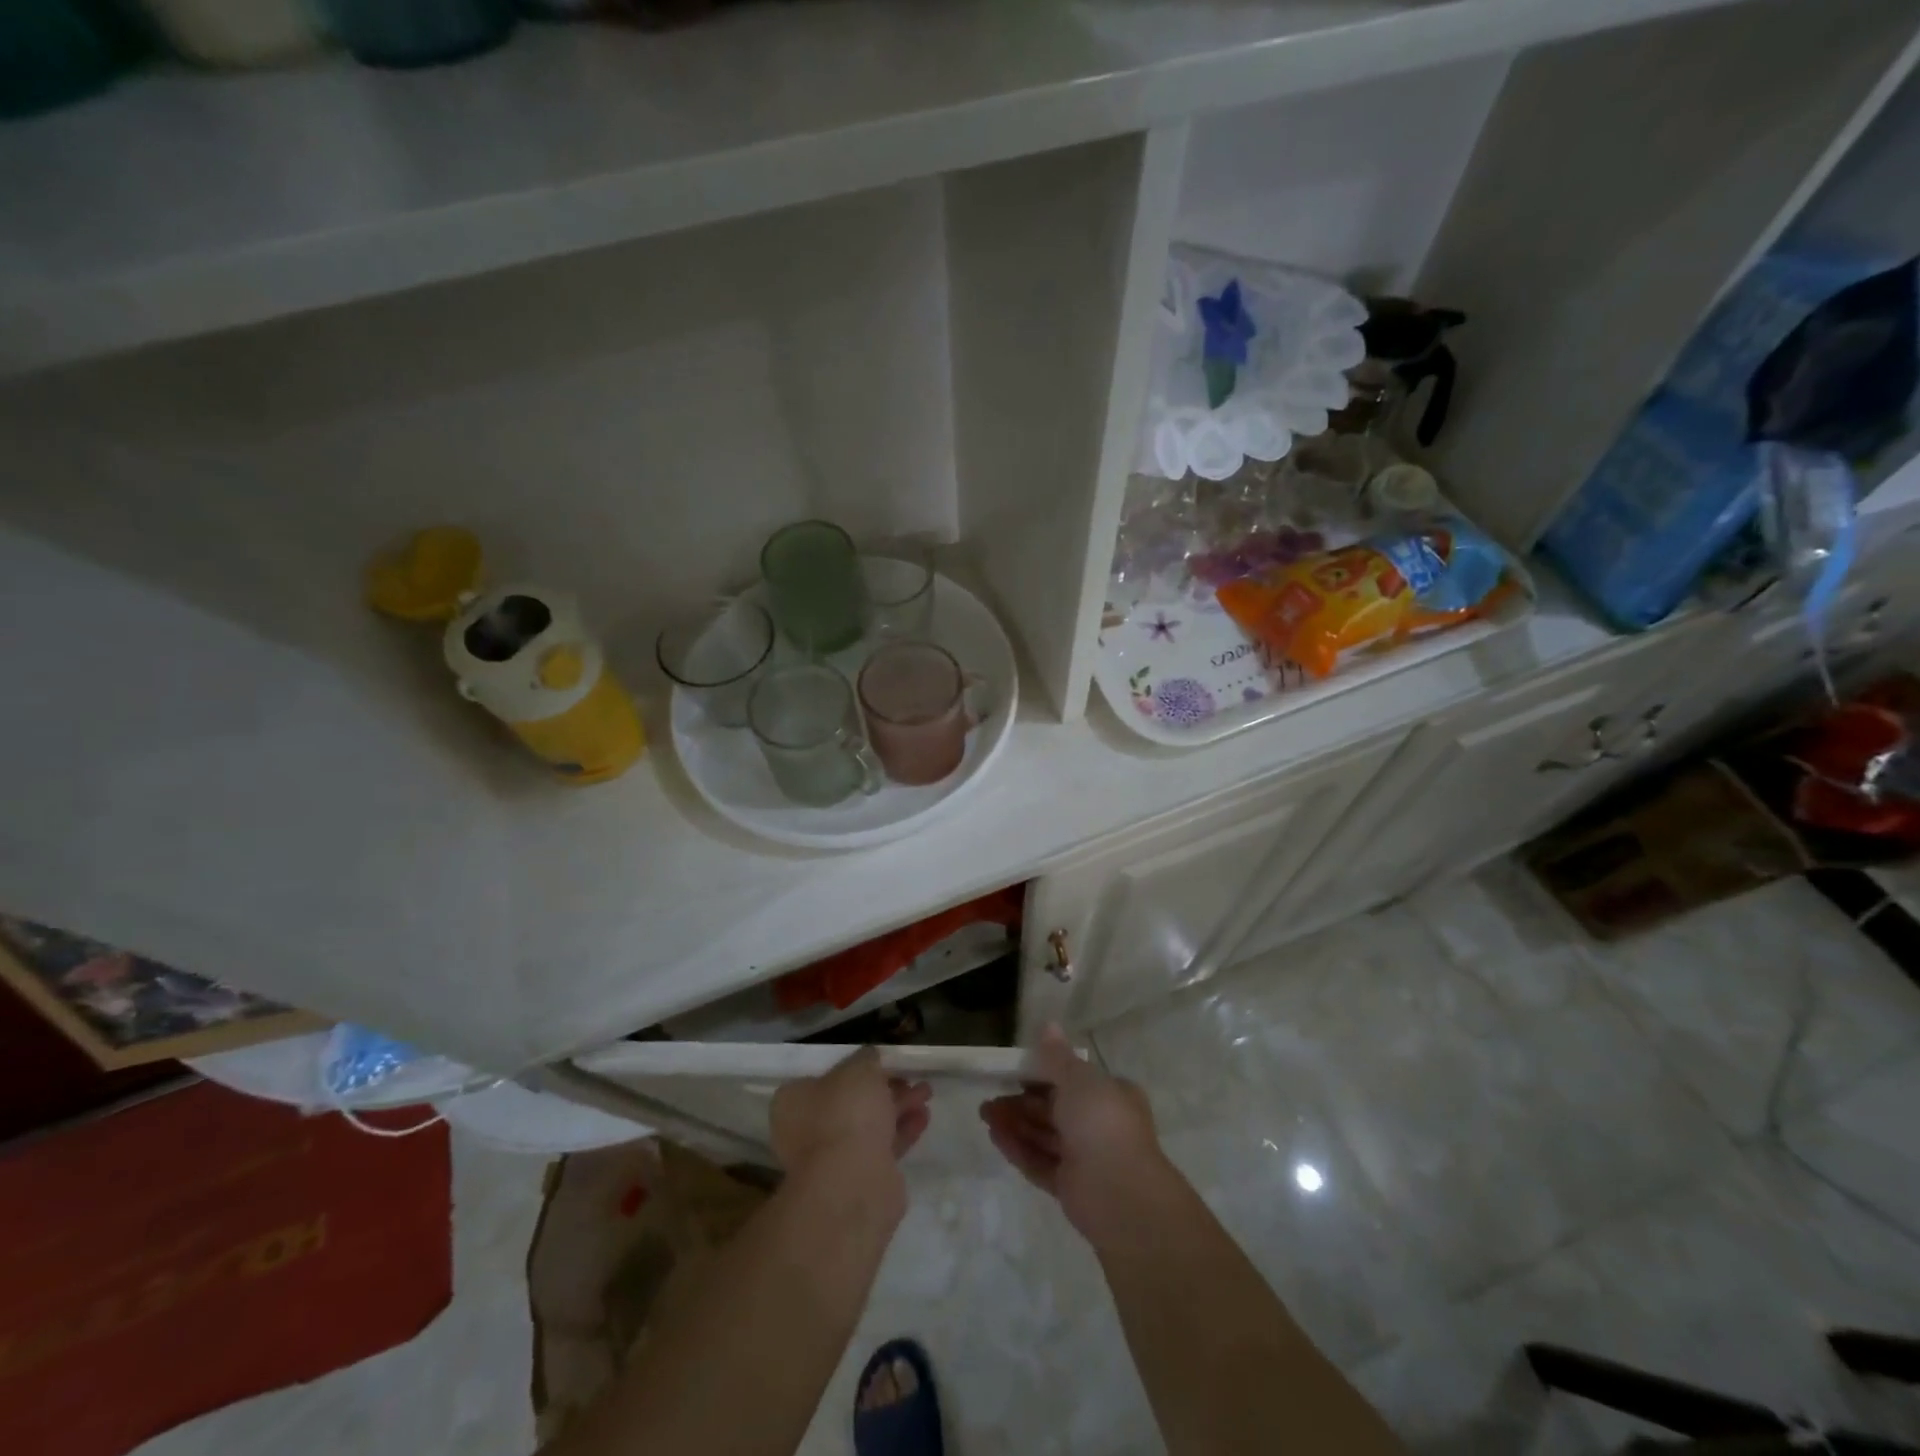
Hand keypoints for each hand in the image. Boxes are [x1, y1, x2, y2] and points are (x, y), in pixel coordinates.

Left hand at [770, 1046, 932, 1180]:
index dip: (854, 1068)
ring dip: (898, 1107)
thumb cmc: (846, 1113)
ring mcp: (831, 1159)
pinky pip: (882, 1148)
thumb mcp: (859, 1068)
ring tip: (926, 1093)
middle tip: (909, 1077)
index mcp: (794, 1102)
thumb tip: (870, 1058)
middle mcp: (806, 1130)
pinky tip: (923, 1117)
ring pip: (869, 1125)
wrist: (852, 1183)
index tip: (881, 1062)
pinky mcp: (857, 1180)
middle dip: (883, 1088)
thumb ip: (866, 1059)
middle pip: (850, 1102)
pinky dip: (902, 1131)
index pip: (823, 1078)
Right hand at [979, 1025, 1167, 1243]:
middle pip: (1054, 1108)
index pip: (1073, 1080)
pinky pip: (1040, 1162)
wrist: (1120, 1193)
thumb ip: (1057, 1056)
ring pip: (1044, 1135)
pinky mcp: (1070, 1186)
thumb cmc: (1102, 1122)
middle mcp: (1099, 1124)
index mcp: (1110, 1095)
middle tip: (990, 1096)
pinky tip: (994, 1136)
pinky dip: (1018, 1148)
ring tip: (984, 1114)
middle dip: (1021, 1101)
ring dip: (1015, 1123)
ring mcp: (1085, 1157)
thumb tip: (1048, 1025)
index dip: (1044, 1074)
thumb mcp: (1078, 1078)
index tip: (1015, 1071)